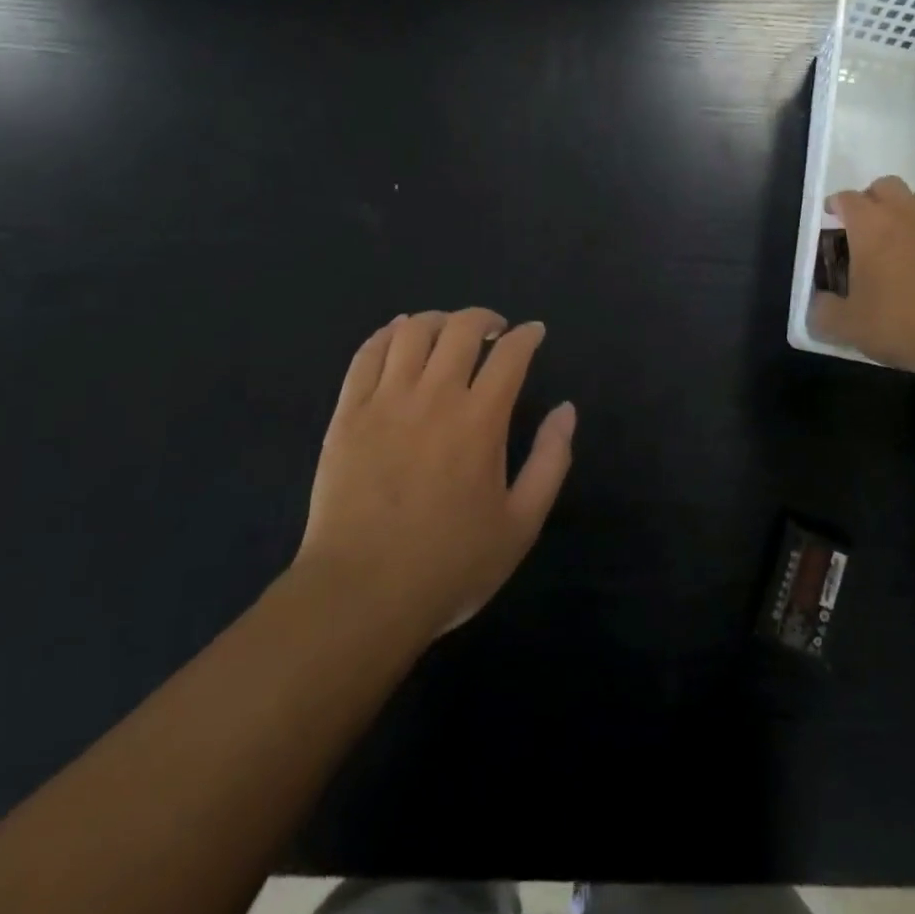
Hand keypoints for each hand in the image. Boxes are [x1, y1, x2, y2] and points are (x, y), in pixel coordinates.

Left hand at [295, 309, 575, 642]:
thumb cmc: (450, 565)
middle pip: (461, 329)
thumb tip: (566, 410)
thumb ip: (551, 461)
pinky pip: (366, 355)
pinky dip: (387, 334)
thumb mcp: (521, 524)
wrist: (362, 595)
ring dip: (437, 319)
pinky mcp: (348, 413)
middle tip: (494, 330)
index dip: (527, 335)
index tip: (534, 333)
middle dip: (484, 318)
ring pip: (412, 331)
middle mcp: (435, 396)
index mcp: (480, 420)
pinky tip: (398, 333)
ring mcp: (385, 401)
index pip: (510, 354)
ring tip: (447, 330)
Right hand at [810, 176, 914, 375]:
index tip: (830, 219)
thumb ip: (823, 312)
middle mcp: (906, 215)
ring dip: (903, 212)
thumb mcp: (848, 326)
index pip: (847, 198)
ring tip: (894, 242)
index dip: (835, 205)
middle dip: (871, 199)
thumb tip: (817, 306)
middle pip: (886, 186)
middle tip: (862, 226)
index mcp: (871, 225)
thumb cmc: (900, 322)